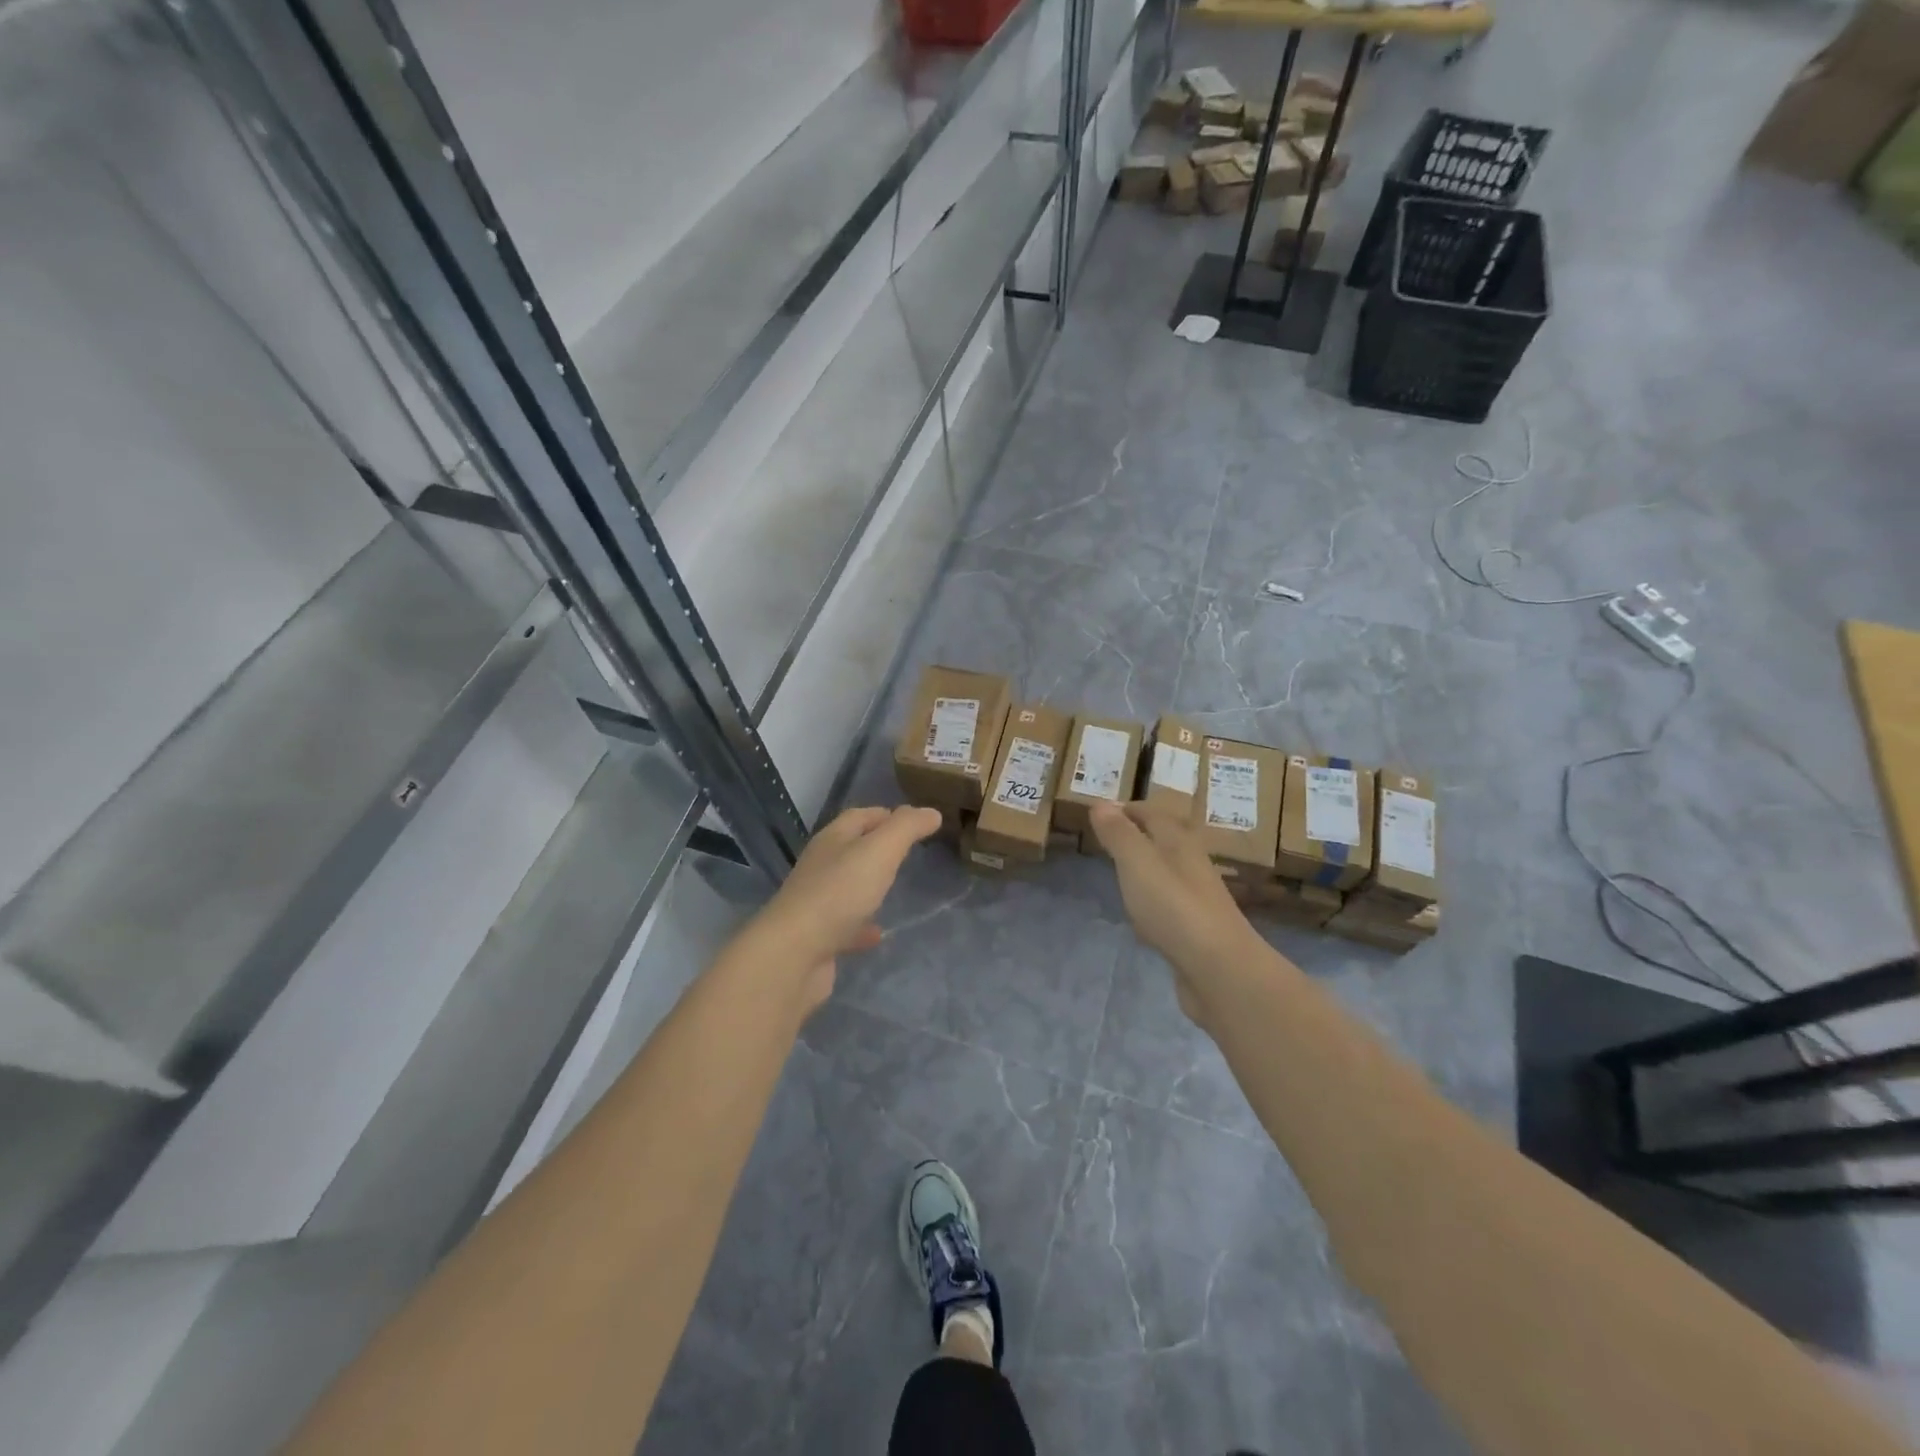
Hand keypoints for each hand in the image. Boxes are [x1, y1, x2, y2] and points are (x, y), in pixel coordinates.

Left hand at [734, 805, 941, 1010]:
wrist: (794, 954)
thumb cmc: (839, 892)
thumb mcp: (880, 851)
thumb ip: (907, 828)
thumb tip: (931, 812)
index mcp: (832, 840)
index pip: (859, 816)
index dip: (885, 814)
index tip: (913, 820)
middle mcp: (820, 867)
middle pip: (851, 849)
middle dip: (877, 847)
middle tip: (908, 852)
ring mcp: (816, 903)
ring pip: (847, 886)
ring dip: (868, 885)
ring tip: (896, 888)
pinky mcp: (817, 938)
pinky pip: (845, 926)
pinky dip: (863, 926)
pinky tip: (879, 934)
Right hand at [1088, 801, 1256, 1024]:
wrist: (1220, 970)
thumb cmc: (1174, 908)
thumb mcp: (1137, 863)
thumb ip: (1119, 834)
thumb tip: (1101, 803)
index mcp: (1180, 843)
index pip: (1154, 814)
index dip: (1130, 810)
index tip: (1104, 812)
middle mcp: (1192, 866)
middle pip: (1166, 841)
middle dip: (1139, 835)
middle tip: (1109, 838)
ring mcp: (1197, 900)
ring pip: (1168, 873)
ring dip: (1147, 868)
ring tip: (1121, 872)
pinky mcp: (1196, 932)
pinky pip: (1169, 905)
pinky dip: (1152, 901)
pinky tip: (1141, 915)